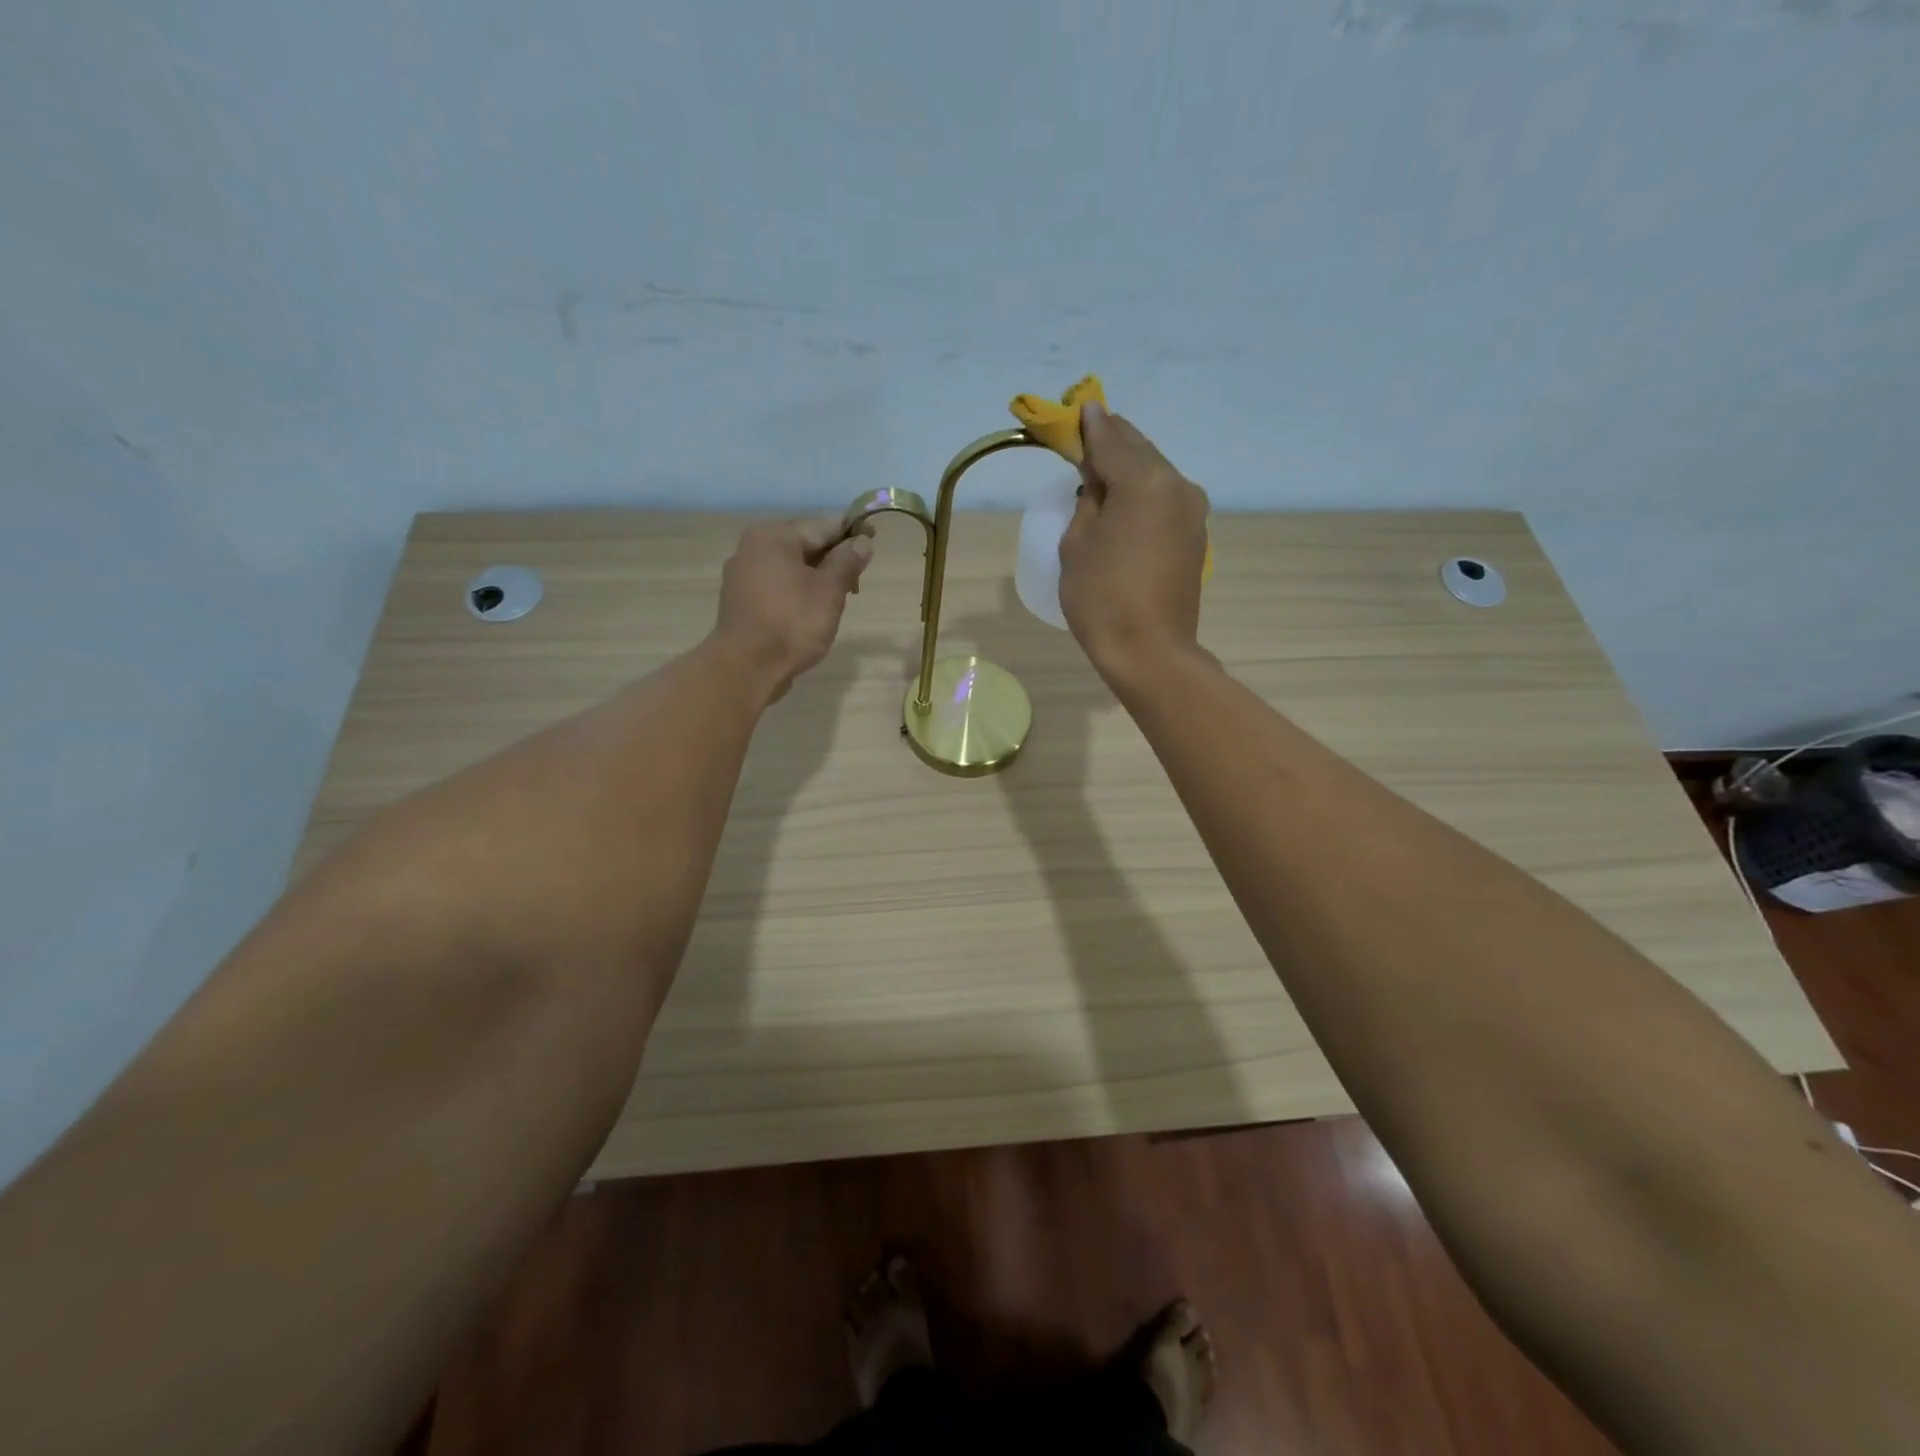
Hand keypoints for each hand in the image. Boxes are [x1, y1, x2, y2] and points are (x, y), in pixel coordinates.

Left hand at [713, 516, 872, 704]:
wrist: (747, 667)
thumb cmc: (792, 623)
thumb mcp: (829, 590)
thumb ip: (847, 561)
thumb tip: (862, 542)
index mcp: (774, 536)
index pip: (823, 525)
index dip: (852, 531)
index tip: (874, 539)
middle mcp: (752, 548)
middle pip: (805, 544)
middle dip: (834, 558)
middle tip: (858, 579)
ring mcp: (742, 575)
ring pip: (791, 567)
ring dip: (818, 576)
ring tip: (839, 598)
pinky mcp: (741, 600)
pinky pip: (777, 585)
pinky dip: (798, 590)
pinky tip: (812, 610)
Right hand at [1058, 401, 1209, 680]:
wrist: (1150, 652)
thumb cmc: (1102, 599)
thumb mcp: (1076, 544)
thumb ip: (1088, 499)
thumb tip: (1098, 480)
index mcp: (1144, 482)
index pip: (1111, 441)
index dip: (1089, 426)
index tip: (1077, 409)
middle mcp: (1176, 485)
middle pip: (1139, 450)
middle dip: (1112, 440)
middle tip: (1087, 432)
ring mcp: (1192, 511)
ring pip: (1155, 473)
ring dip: (1129, 465)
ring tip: (1102, 466)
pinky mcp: (1196, 535)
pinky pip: (1164, 498)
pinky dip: (1143, 490)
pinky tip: (1124, 499)